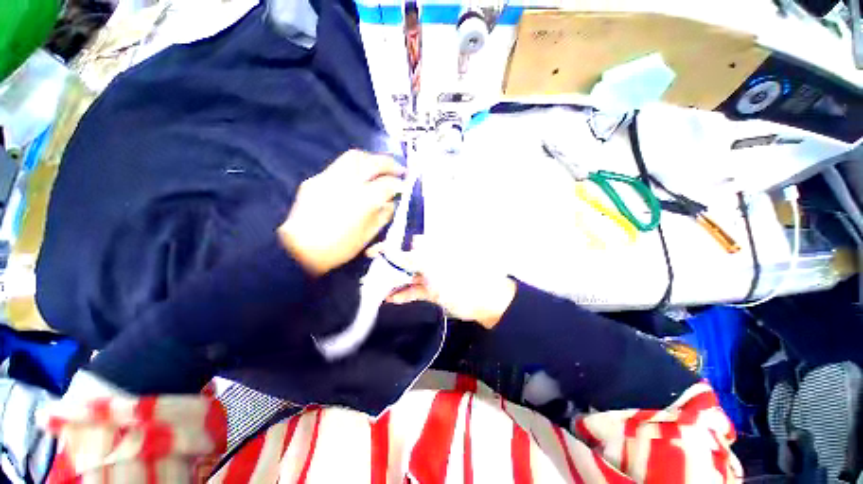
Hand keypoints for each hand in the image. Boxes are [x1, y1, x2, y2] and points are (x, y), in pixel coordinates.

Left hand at [279, 150, 404, 276]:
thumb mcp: (369, 235)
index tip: (405, 187)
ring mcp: (329, 178)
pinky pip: (339, 166)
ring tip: (380, 168)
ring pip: (354, 157)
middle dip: (389, 163)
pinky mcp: (316, 179)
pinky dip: (354, 168)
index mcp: (363, 200)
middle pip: (372, 162)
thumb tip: (392, 201)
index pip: (388, 184)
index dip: (400, 184)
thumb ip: (384, 214)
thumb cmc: (339, 248)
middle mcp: (348, 183)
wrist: (300, 249)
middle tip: (399, 169)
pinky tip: (357, 178)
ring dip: (371, 159)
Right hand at [372, 238, 516, 328]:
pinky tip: (390, 300)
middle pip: (404, 261)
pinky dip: (404, 294)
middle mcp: (430, 259)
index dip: (389, 247)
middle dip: (387, 267)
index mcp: (433, 247)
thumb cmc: (460, 277)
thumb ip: (411, 258)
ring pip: (408, 277)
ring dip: (393, 283)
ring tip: (374, 290)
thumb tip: (390, 249)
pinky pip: (415, 290)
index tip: (371, 253)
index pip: (406, 244)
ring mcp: (431, 275)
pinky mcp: (433, 290)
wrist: (485, 301)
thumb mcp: (434, 265)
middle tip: (369, 275)